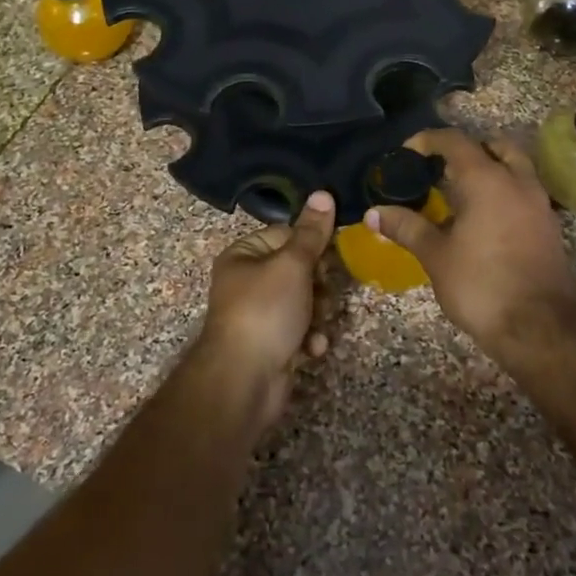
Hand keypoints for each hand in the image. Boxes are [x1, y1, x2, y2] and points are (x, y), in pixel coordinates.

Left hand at [197, 190, 337, 424]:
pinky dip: (310, 338)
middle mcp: (248, 281)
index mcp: (244, 255)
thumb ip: (312, 233)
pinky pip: (300, 330)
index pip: (285, 234)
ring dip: (318, 312)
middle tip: (323, 294)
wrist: (244, 381)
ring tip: (318, 323)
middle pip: (298, 269)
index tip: (331, 257)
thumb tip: (324, 193)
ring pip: (304, 301)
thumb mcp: (292, 265)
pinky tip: (313, 348)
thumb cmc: (265, 312)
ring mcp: (259, 315)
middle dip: (318, 284)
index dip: (311, 245)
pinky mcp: (272, 344)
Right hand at [367, 129, 575, 355]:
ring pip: (515, 168)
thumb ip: (406, 227)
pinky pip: (524, 193)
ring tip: (461, 193)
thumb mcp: (435, 256)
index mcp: (487, 180)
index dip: (428, 140)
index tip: (407, 153)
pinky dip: (504, 192)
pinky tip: (484, 219)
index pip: (455, 141)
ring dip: (490, 169)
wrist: (539, 328)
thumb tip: (374, 213)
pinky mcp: (549, 227)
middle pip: (494, 146)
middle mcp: (517, 182)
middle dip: (467, 150)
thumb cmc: (481, 284)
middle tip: (441, 168)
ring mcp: (539, 204)